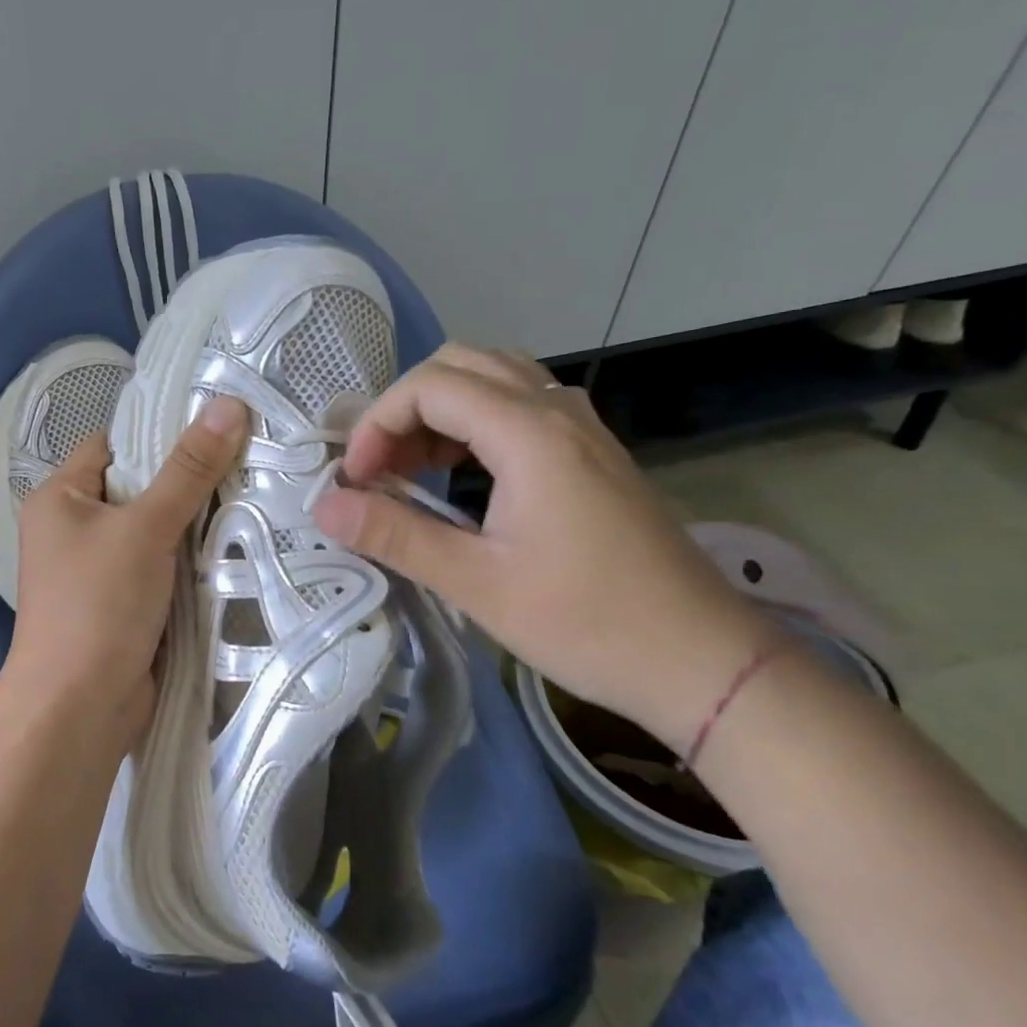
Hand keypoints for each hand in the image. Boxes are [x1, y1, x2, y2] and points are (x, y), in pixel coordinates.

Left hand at [2, 396, 249, 752]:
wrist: (79, 709)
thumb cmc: (98, 605)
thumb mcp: (145, 528)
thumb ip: (188, 470)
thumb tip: (229, 405)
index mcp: (60, 498)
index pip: (114, 445)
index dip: (161, 434)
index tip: (219, 427)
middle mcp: (73, 528)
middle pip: (139, 488)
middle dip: (188, 481)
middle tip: (249, 462)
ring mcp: (98, 570)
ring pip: (155, 530)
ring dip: (195, 524)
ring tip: (252, 498)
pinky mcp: (123, 604)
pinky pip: (161, 567)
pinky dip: (191, 561)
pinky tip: (234, 548)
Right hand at [311, 344, 774, 749]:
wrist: (702, 661)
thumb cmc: (587, 623)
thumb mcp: (477, 583)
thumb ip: (396, 536)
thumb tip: (323, 506)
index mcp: (530, 434)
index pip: (430, 386)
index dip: (378, 423)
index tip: (357, 480)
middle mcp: (558, 412)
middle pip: (461, 365)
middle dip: (404, 408)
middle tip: (378, 467)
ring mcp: (582, 429)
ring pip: (494, 380)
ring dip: (439, 412)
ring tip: (408, 469)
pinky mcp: (593, 453)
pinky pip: (521, 408)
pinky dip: (474, 425)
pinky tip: (458, 475)